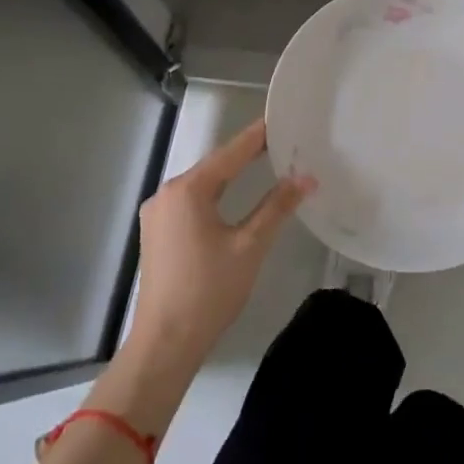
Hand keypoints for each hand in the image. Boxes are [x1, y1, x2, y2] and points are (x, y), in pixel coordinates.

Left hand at [126, 119, 315, 371]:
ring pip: (202, 185)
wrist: (164, 345)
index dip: (258, 136)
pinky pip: (191, 202)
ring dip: (230, 175)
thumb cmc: (209, 292)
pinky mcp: (157, 233)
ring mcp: (157, 214)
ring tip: (265, 162)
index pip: (231, 153)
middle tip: (281, 142)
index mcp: (188, 190)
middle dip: (246, 154)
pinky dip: (215, 194)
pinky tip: (233, 196)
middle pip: (214, 166)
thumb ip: (277, 206)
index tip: (282, 119)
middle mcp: (167, 193)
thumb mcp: (250, 246)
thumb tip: (306, 177)